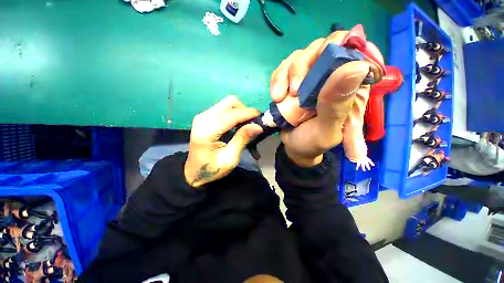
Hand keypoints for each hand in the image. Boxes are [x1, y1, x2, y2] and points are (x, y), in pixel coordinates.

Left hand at [184, 96, 262, 187]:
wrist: (193, 172)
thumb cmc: (212, 169)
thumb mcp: (230, 158)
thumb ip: (242, 140)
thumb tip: (258, 126)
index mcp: (207, 131)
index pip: (231, 115)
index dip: (248, 113)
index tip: (261, 117)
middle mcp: (203, 118)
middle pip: (229, 102)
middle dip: (244, 110)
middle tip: (252, 123)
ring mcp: (202, 115)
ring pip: (227, 103)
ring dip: (239, 111)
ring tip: (245, 124)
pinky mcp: (204, 116)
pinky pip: (223, 107)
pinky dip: (234, 113)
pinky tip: (237, 124)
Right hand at [269, 31, 371, 166]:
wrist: (294, 147)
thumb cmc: (313, 141)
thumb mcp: (327, 129)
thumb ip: (337, 104)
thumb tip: (355, 66)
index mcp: (349, 86)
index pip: (353, 50)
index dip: (339, 48)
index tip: (321, 66)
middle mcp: (330, 76)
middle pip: (320, 47)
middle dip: (302, 67)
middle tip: (294, 92)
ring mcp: (308, 77)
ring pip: (298, 56)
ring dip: (285, 75)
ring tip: (280, 98)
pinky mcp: (291, 81)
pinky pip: (282, 69)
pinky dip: (276, 80)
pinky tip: (276, 96)